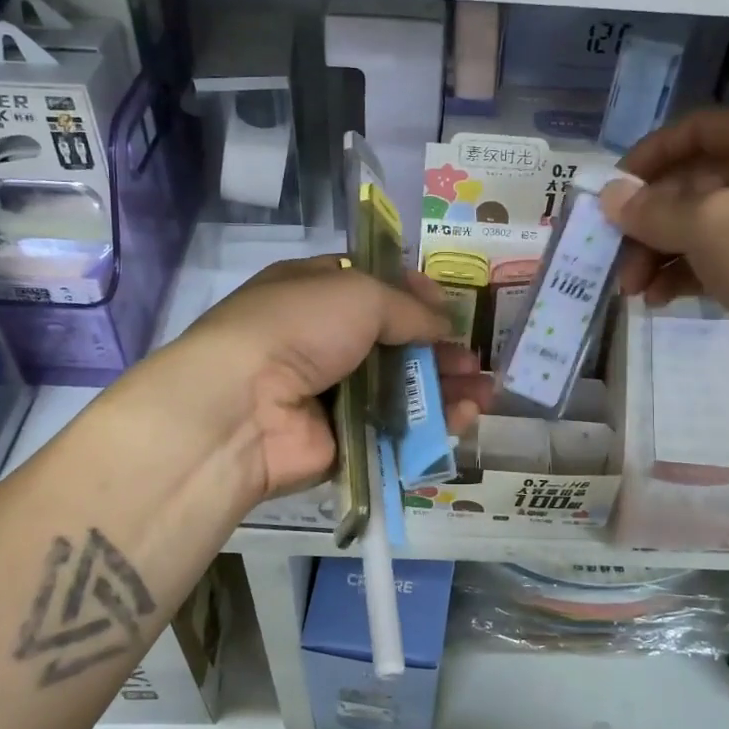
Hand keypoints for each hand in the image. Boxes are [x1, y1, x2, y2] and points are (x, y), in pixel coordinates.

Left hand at [137, 256, 490, 504]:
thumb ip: (408, 308)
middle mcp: (324, 340)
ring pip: (401, 389)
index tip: (448, 306)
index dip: (414, 295)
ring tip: (485, 392)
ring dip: (445, 388)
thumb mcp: (359, 294)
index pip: (374, 288)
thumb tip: (442, 325)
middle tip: (473, 359)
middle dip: (438, 349)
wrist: (243, 406)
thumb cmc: (298, 327)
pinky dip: (432, 424)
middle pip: (394, 343)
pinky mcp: (345, 439)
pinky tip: (465, 417)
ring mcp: (333, 393)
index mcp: (316, 293)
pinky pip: (396, 429)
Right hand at [598, 110, 728, 418]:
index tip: (614, 189)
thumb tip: (609, 195)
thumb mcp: (708, 226)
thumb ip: (652, 209)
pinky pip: (710, 261)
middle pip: (692, 185)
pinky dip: (679, 275)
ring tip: (631, 288)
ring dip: (657, 253)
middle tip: (613, 254)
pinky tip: (655, 299)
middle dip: (648, 220)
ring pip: (697, 227)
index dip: (651, 155)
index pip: (700, 130)